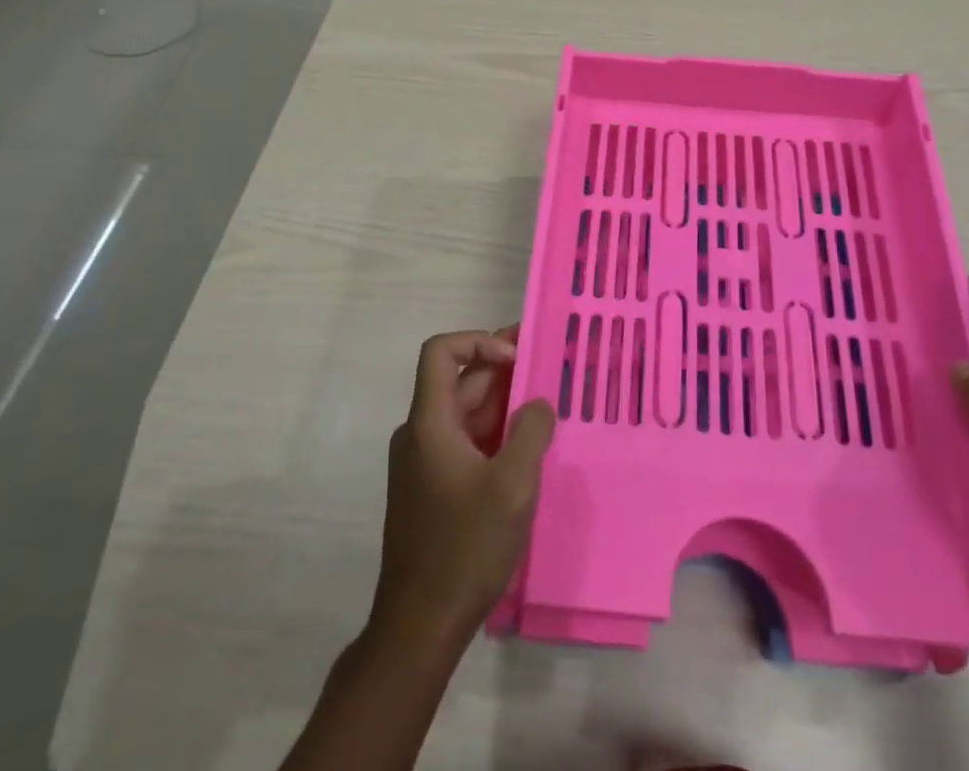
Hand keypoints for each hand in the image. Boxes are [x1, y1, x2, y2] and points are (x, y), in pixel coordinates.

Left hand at [371, 327, 555, 649]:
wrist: (419, 627)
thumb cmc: (465, 547)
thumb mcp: (513, 484)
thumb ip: (531, 431)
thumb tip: (538, 404)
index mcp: (430, 423)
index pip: (441, 351)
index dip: (479, 341)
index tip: (517, 361)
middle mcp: (420, 434)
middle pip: (459, 381)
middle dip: (503, 371)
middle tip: (549, 372)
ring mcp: (423, 463)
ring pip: (465, 414)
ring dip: (503, 405)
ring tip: (546, 409)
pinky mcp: (432, 489)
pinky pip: (464, 443)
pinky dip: (494, 434)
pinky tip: (526, 450)